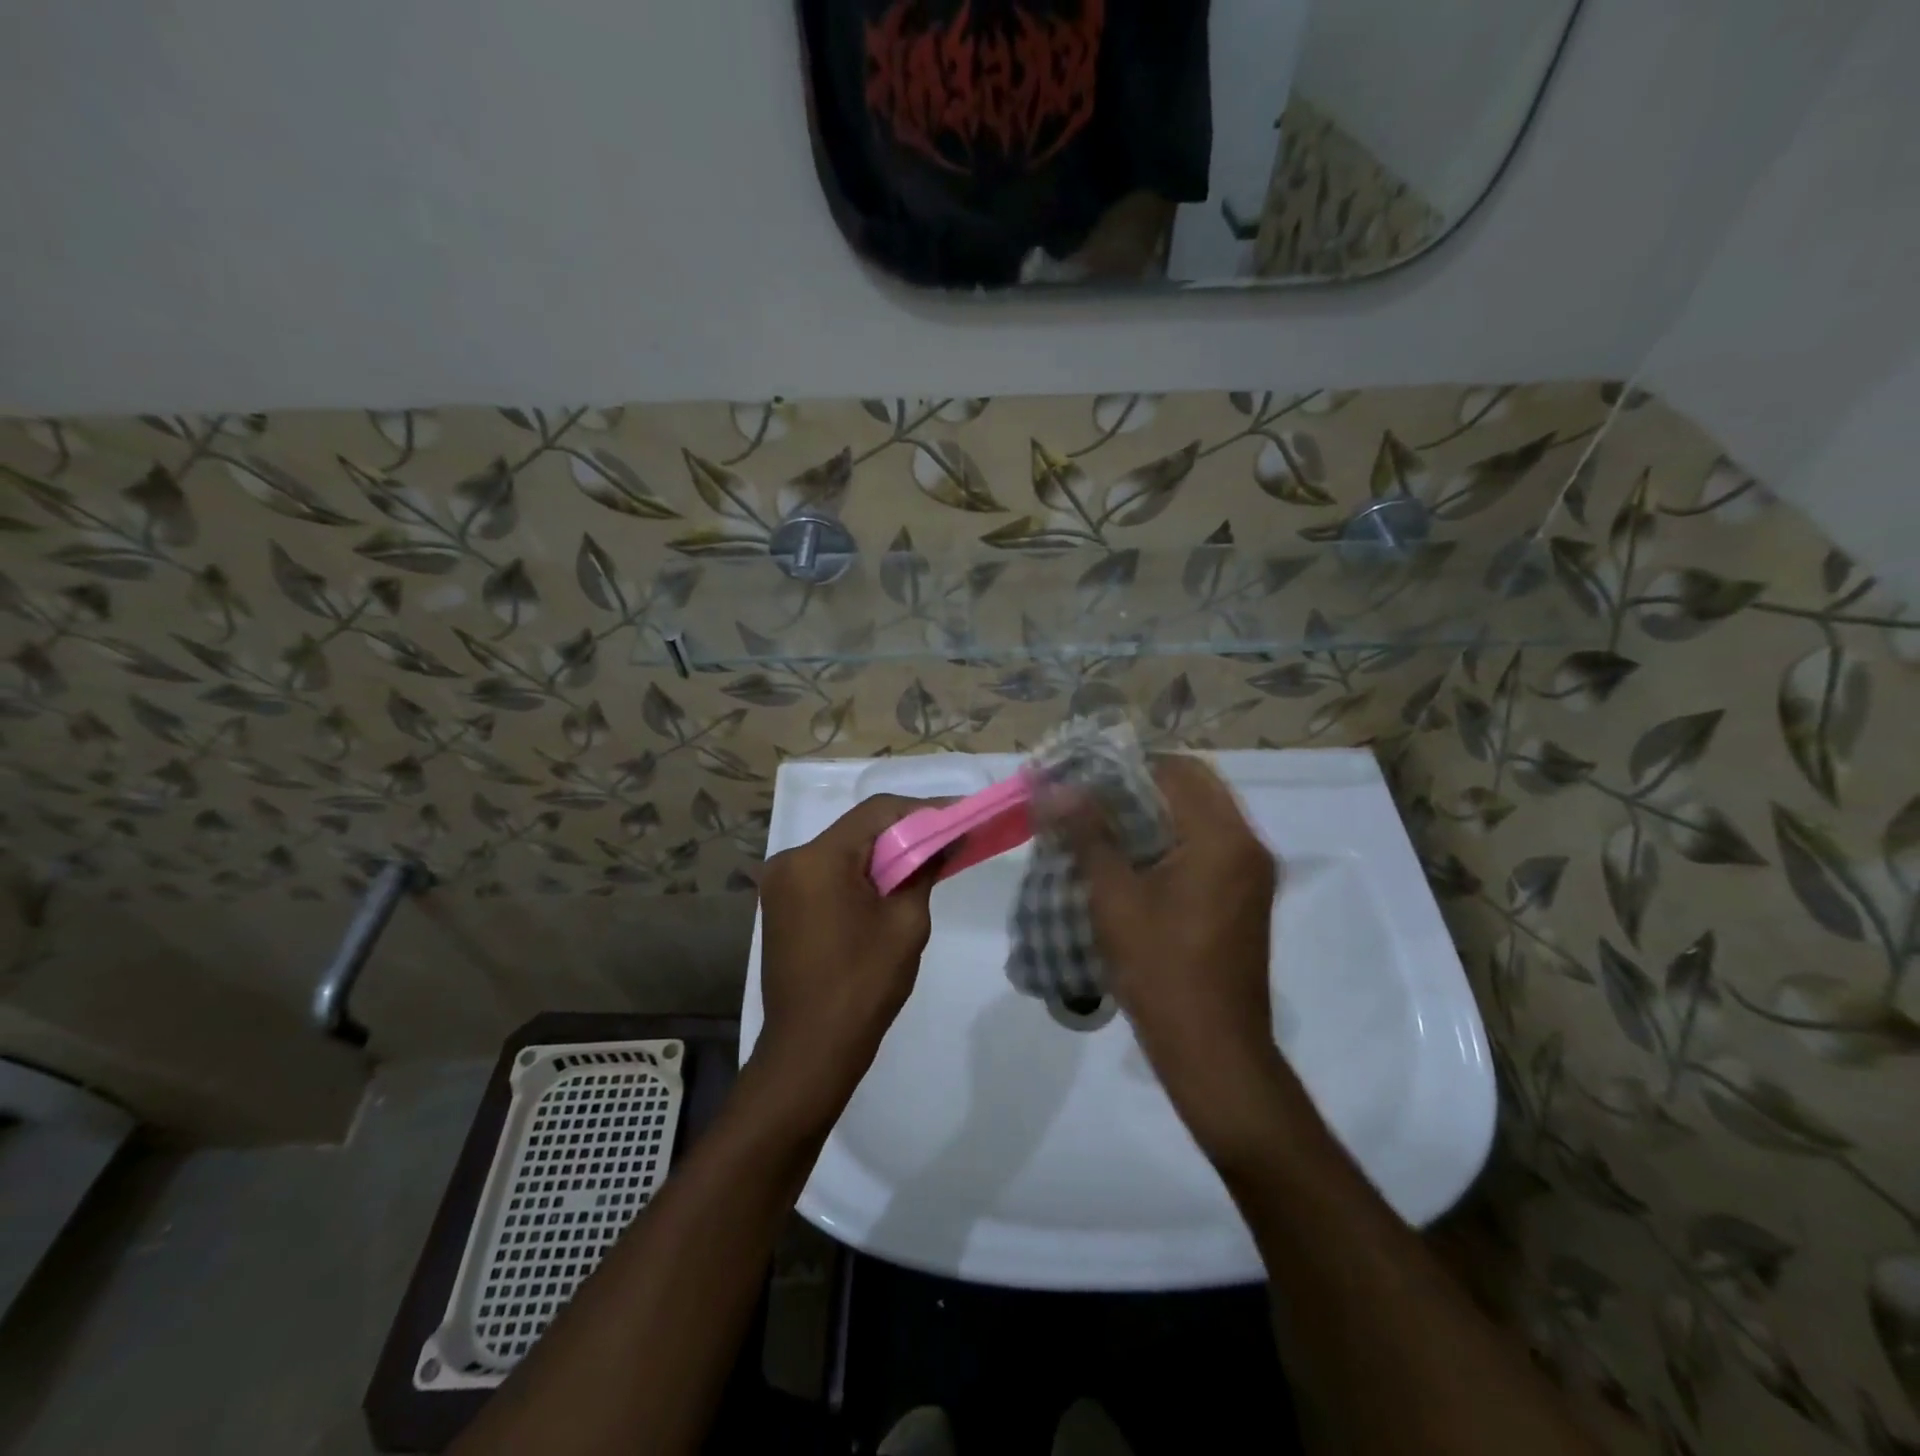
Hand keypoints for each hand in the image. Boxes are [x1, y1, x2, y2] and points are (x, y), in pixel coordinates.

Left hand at [754, 794, 941, 1110]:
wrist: (810, 1050)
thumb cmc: (863, 984)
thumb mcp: (906, 922)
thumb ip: (923, 869)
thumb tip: (943, 840)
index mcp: (817, 859)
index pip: (877, 812)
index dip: (923, 809)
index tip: (960, 816)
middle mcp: (790, 860)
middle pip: (858, 829)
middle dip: (905, 831)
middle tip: (949, 838)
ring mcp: (781, 883)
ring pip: (844, 851)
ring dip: (884, 854)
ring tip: (928, 859)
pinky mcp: (782, 905)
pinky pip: (829, 874)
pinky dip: (862, 874)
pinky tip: (892, 884)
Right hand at [1060, 755, 1286, 1153]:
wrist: (1213, 1051)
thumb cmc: (1161, 970)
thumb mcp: (1114, 898)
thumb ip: (1088, 834)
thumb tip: (1054, 787)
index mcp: (1222, 837)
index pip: (1175, 769)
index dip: (1124, 766)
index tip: (1081, 778)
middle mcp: (1248, 844)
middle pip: (1192, 787)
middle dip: (1138, 786)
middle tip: (1088, 799)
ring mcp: (1252, 872)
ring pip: (1200, 816)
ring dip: (1154, 812)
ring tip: (1102, 825)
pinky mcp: (1246, 896)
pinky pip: (1207, 845)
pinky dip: (1170, 839)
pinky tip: (1131, 859)